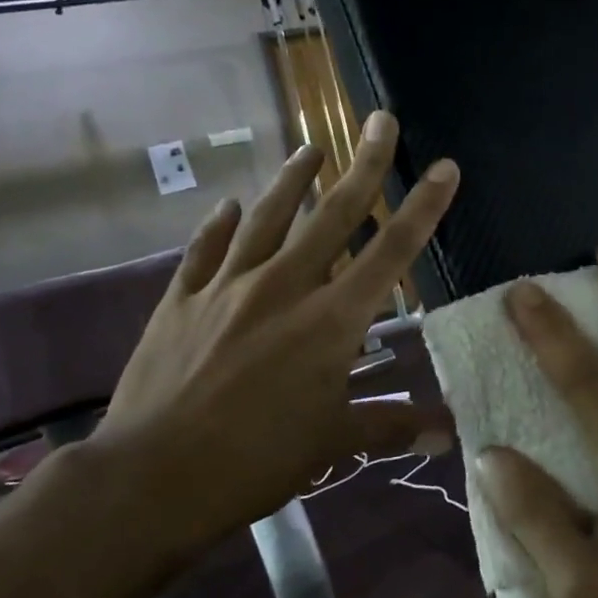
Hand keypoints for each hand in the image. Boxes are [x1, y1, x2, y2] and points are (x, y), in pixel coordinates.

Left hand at [90, 112, 457, 561]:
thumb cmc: (257, 460)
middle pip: (334, 214)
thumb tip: (446, 435)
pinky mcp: (181, 300)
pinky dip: (219, 224)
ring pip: (268, 217)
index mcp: (331, 320)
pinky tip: (229, 205)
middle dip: (364, 164)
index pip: (391, 252)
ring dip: (293, 179)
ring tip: (311, 149)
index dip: (423, 207)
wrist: (151, 477)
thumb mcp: (332, 443)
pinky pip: (205, 249)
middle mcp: (285, 287)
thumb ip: (391, 426)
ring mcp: (228, 287)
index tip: (444, 166)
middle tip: (381, 120)